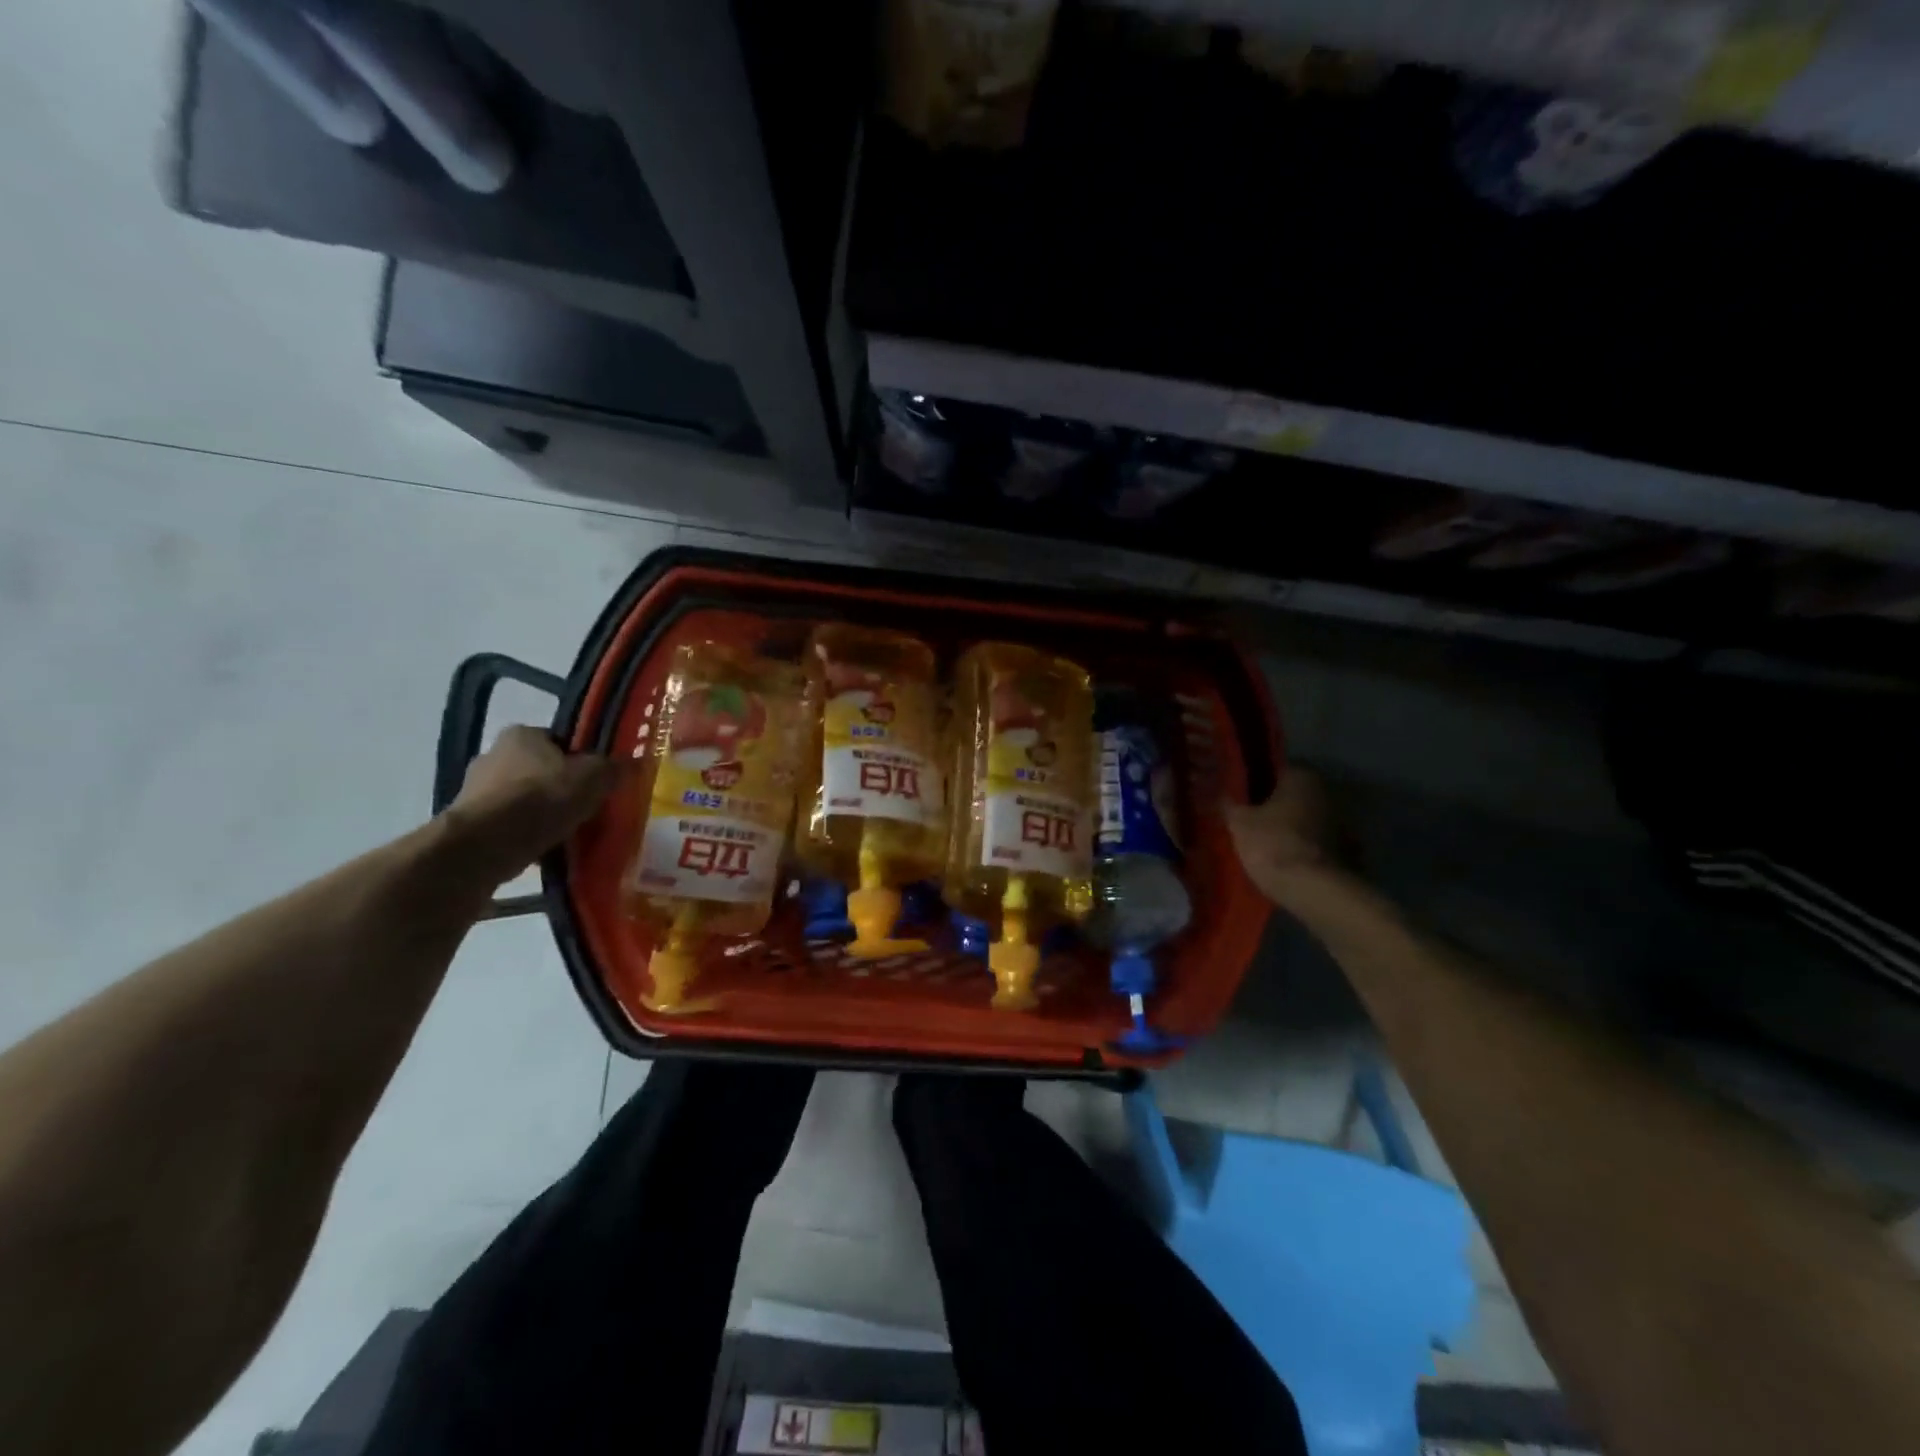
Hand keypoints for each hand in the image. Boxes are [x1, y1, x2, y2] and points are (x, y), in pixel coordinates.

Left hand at [445, 726, 625, 882]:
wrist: (487, 843)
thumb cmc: (543, 798)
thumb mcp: (594, 778)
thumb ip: (613, 769)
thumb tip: (633, 762)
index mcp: (522, 734)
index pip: (559, 741)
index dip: (581, 760)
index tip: (596, 781)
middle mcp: (492, 754)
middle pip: (539, 770)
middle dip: (560, 788)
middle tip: (584, 809)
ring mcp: (474, 789)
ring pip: (522, 799)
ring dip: (540, 813)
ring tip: (566, 834)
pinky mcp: (467, 821)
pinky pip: (507, 824)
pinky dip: (524, 834)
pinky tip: (543, 850)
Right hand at [1225, 766, 1346, 905]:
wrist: (1314, 890)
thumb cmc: (1273, 844)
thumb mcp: (1238, 822)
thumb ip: (1229, 804)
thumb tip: (1222, 794)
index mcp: (1302, 777)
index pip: (1274, 770)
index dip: (1254, 783)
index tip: (1240, 798)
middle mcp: (1328, 792)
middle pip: (1293, 796)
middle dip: (1274, 807)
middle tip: (1250, 822)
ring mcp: (1343, 823)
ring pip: (1307, 820)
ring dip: (1291, 829)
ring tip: (1266, 846)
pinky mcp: (1349, 852)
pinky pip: (1318, 844)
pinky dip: (1305, 849)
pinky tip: (1287, 863)